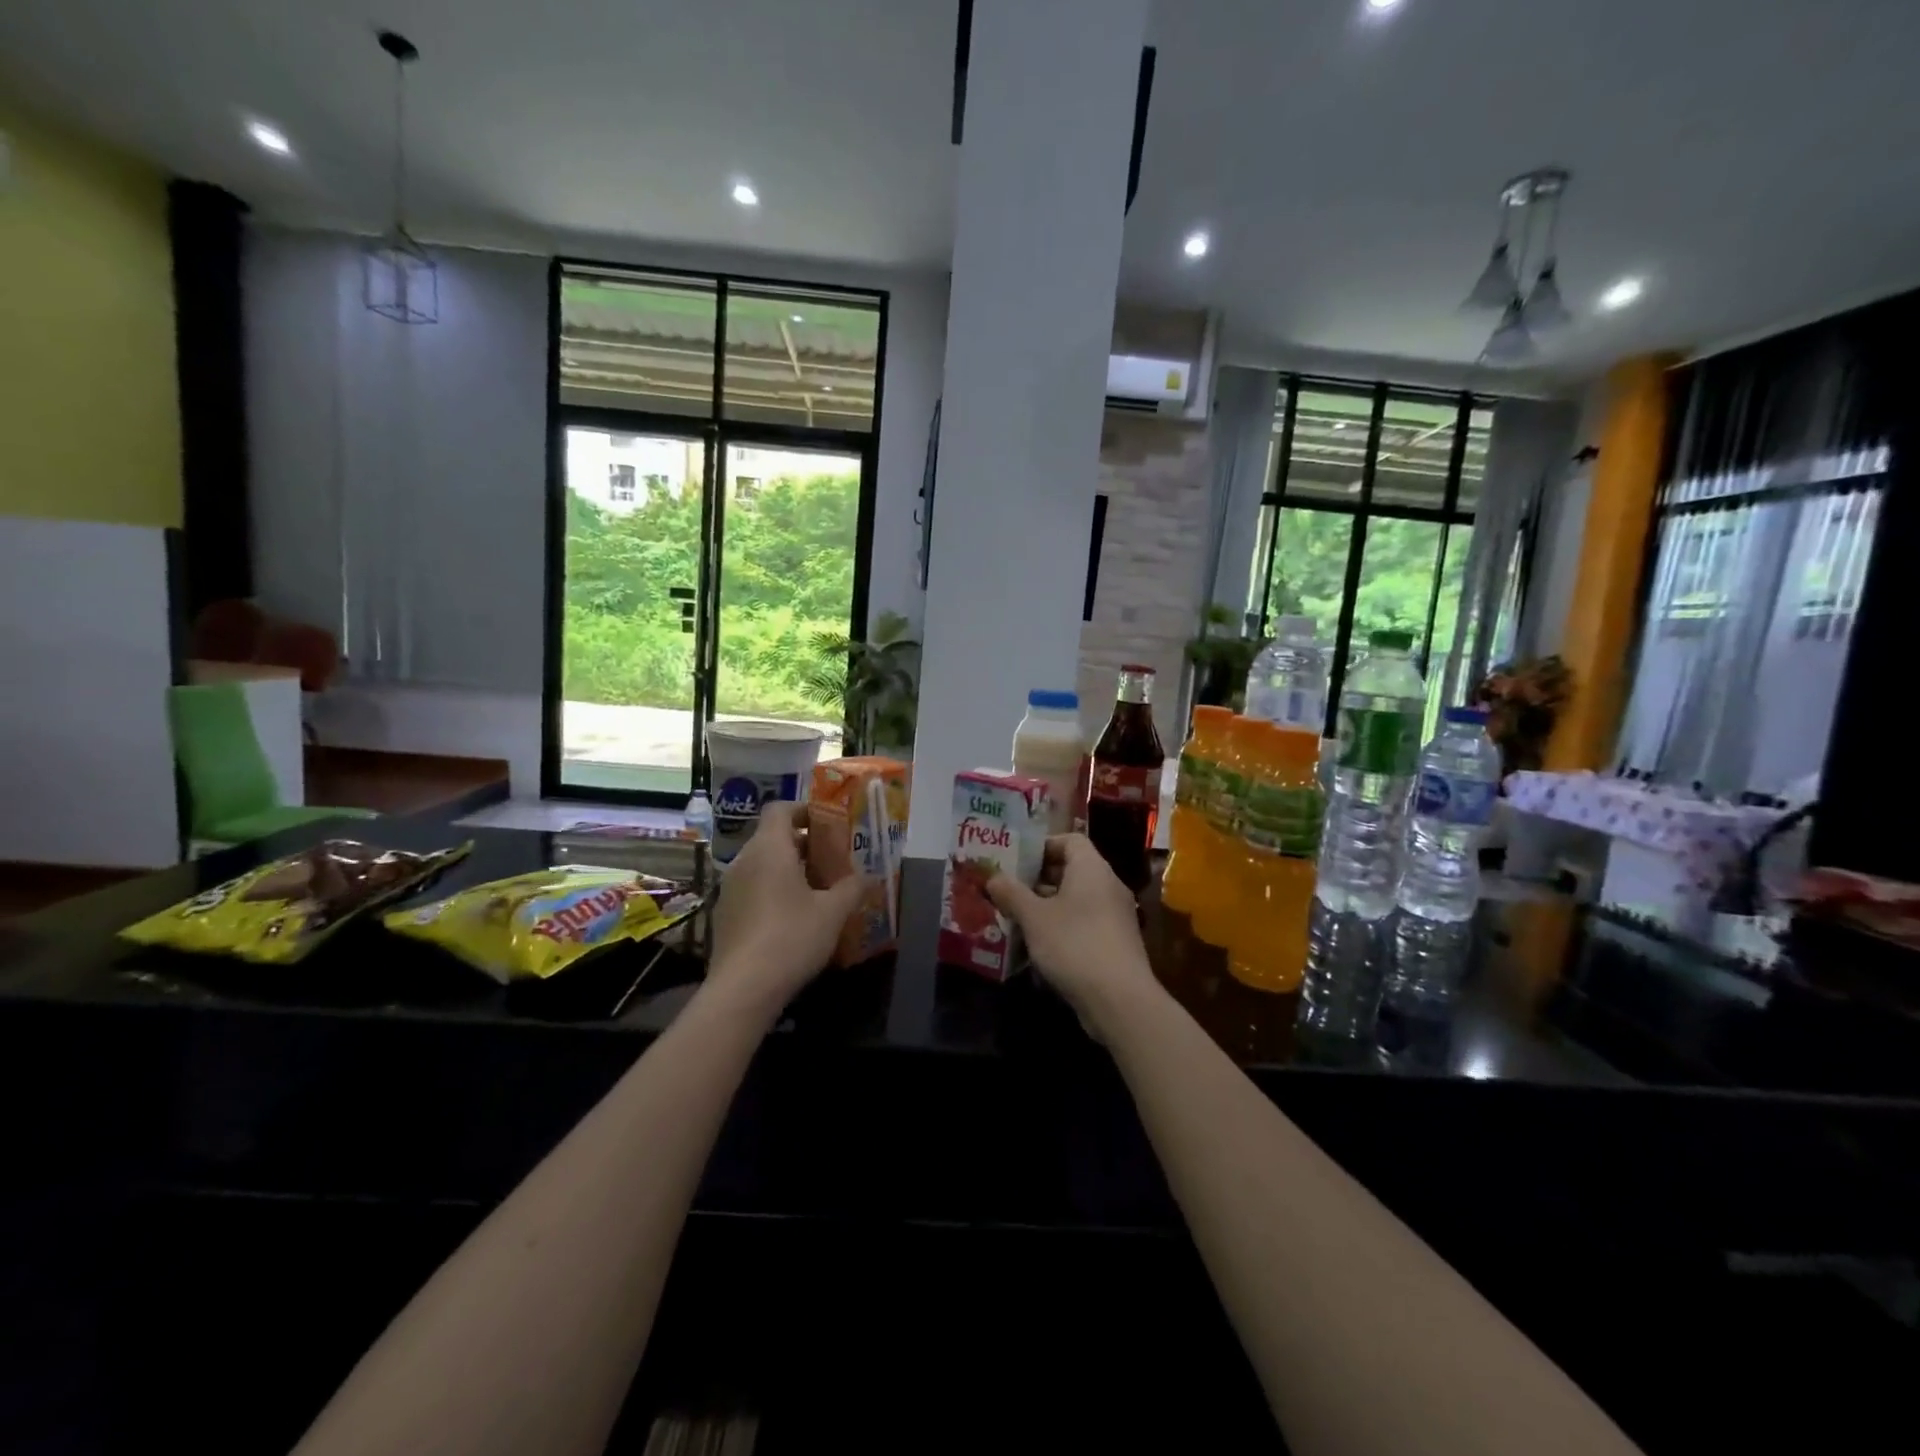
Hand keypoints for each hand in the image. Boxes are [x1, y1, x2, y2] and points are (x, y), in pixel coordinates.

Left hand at [706, 800, 870, 1010]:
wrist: (743, 989)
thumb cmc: (792, 937)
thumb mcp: (833, 912)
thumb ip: (853, 888)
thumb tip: (869, 876)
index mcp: (769, 848)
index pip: (780, 809)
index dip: (804, 810)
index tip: (828, 824)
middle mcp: (744, 860)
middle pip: (773, 837)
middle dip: (804, 843)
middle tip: (833, 859)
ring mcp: (730, 888)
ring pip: (762, 864)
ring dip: (789, 869)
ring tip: (818, 889)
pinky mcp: (725, 914)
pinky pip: (752, 888)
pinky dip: (773, 890)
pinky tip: (794, 916)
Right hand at [986, 835, 1161, 1025]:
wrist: (1120, 1000)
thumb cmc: (1074, 945)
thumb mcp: (1034, 917)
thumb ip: (1011, 893)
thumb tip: (993, 877)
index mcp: (1092, 868)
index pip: (1070, 840)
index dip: (1042, 846)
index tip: (1015, 861)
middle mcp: (1108, 885)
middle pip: (1071, 870)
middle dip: (1038, 879)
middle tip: (1007, 890)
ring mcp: (1115, 916)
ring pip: (1076, 900)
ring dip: (1047, 906)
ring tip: (1015, 918)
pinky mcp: (1115, 943)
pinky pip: (1084, 923)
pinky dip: (1061, 928)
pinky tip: (1037, 946)